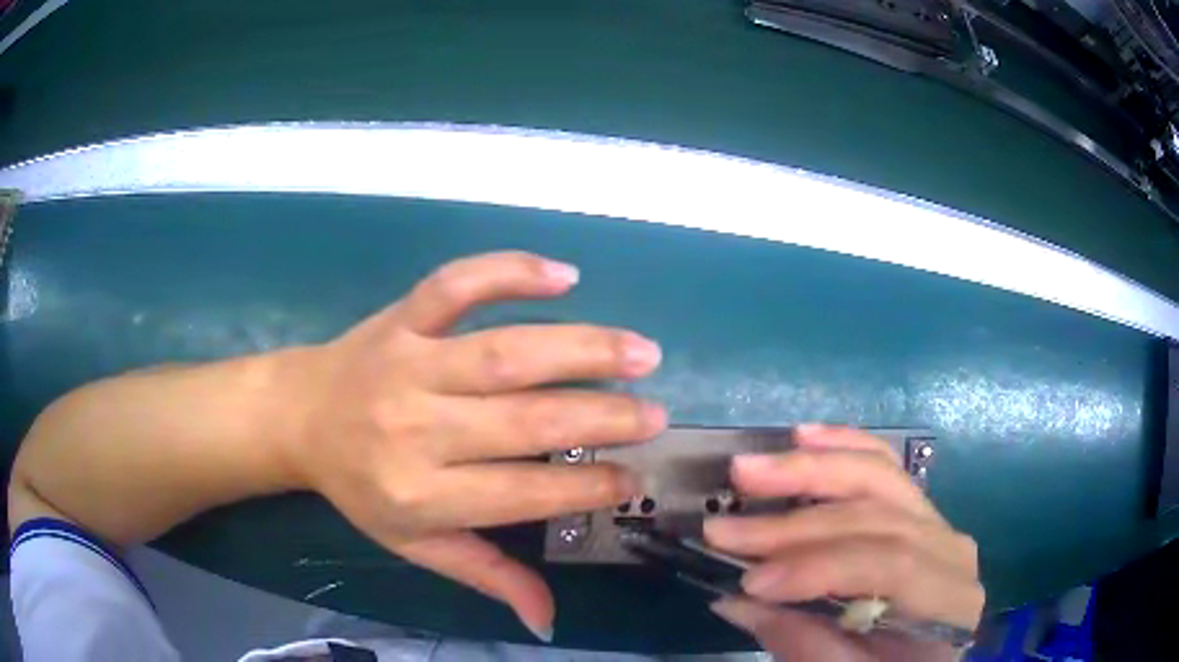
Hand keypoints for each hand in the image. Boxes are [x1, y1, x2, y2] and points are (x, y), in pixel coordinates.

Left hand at [277, 251, 667, 638]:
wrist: (298, 416)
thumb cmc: (360, 487)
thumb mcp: (414, 542)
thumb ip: (484, 575)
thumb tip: (546, 620)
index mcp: (419, 495)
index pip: (521, 494)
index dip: (585, 488)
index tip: (633, 478)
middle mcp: (415, 429)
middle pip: (524, 422)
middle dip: (602, 419)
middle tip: (654, 416)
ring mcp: (407, 363)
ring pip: (504, 353)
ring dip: (581, 349)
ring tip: (641, 352)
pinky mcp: (401, 318)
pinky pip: (456, 286)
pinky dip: (509, 273)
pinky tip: (564, 275)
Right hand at [703, 426, 983, 660]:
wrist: (930, 659)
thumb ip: (802, 641)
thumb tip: (734, 598)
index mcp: (949, 598)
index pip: (887, 565)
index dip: (817, 567)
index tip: (749, 582)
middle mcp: (949, 545)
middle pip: (876, 515)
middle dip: (793, 523)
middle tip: (723, 528)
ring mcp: (935, 519)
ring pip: (878, 477)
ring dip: (810, 469)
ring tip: (749, 469)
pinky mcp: (916, 507)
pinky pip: (884, 467)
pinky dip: (843, 446)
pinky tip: (804, 436)